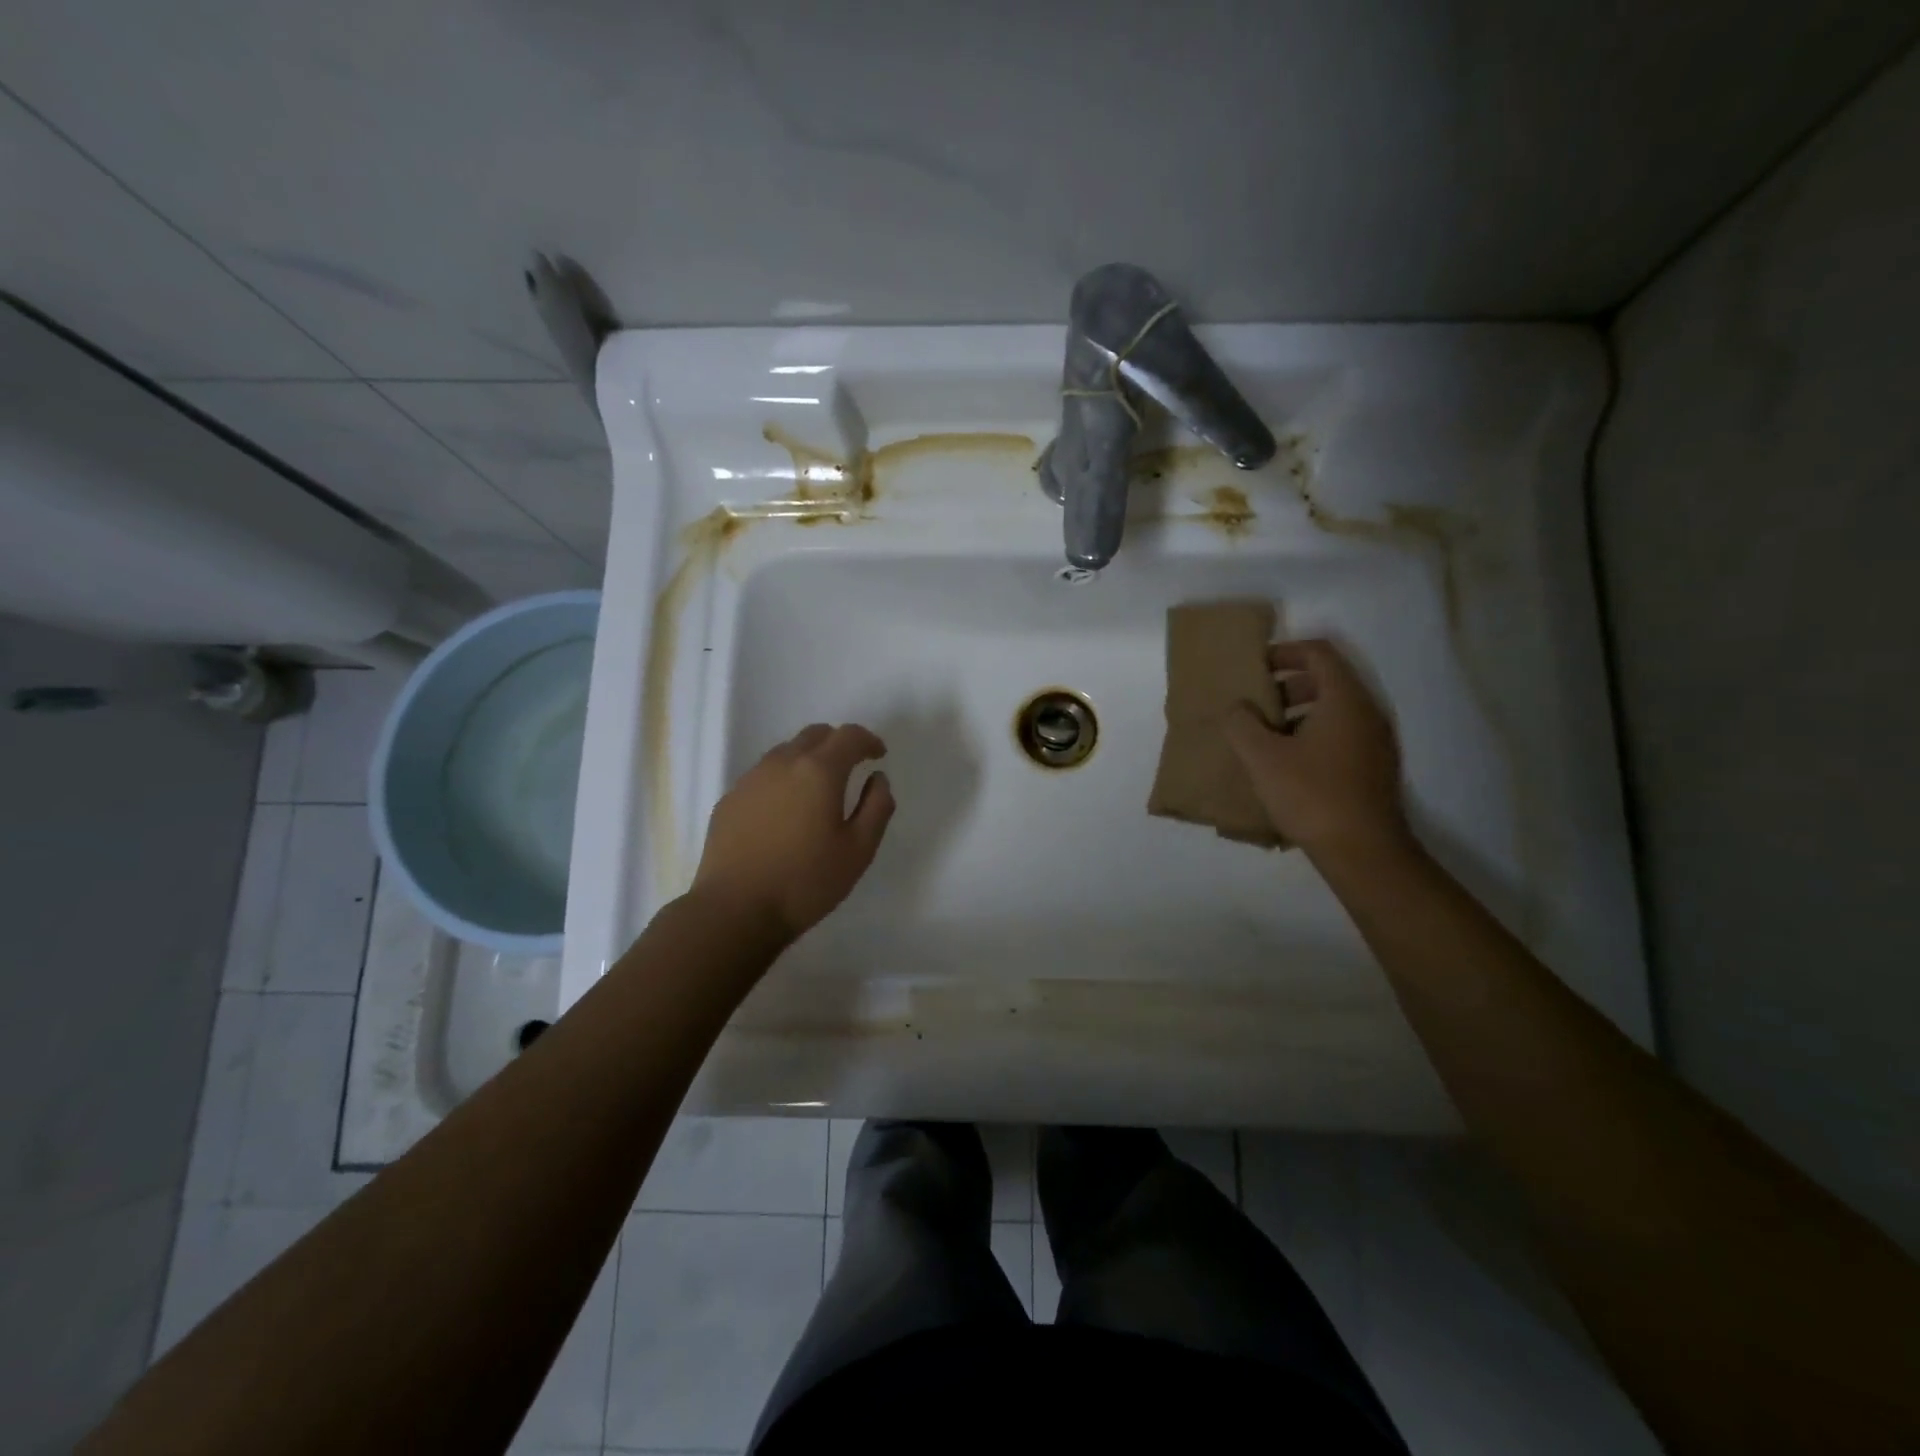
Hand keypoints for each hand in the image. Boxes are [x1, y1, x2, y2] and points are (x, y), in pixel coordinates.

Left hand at [691, 722, 894, 941]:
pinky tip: (784, 812)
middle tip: (850, 768)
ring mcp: (750, 779)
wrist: (735, 910)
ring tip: (816, 790)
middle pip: (815, 735)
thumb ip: (877, 807)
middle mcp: (782, 763)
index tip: (878, 755)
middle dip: (838, 744)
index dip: (868, 740)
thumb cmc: (806, 881)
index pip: (849, 735)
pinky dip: (782, 780)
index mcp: (819, 771)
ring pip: (786, 752)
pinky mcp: (730, 799)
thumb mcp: (859, 850)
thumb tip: (878, 779)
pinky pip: (763, 775)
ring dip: (808, 759)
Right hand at [1224, 639, 1410, 859]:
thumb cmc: (1311, 795)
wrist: (1363, 852)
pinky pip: (1340, 736)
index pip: (1319, 653)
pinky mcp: (1374, 768)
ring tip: (1264, 739)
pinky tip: (1286, 766)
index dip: (1285, 651)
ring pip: (1333, 711)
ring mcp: (1375, 742)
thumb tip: (1237, 707)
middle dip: (1287, 686)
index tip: (1256, 667)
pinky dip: (1312, 736)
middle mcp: (1367, 713)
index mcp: (1344, 700)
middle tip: (1255, 705)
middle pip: (1327, 681)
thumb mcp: (1262, 757)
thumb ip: (1242, 724)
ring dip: (1296, 714)